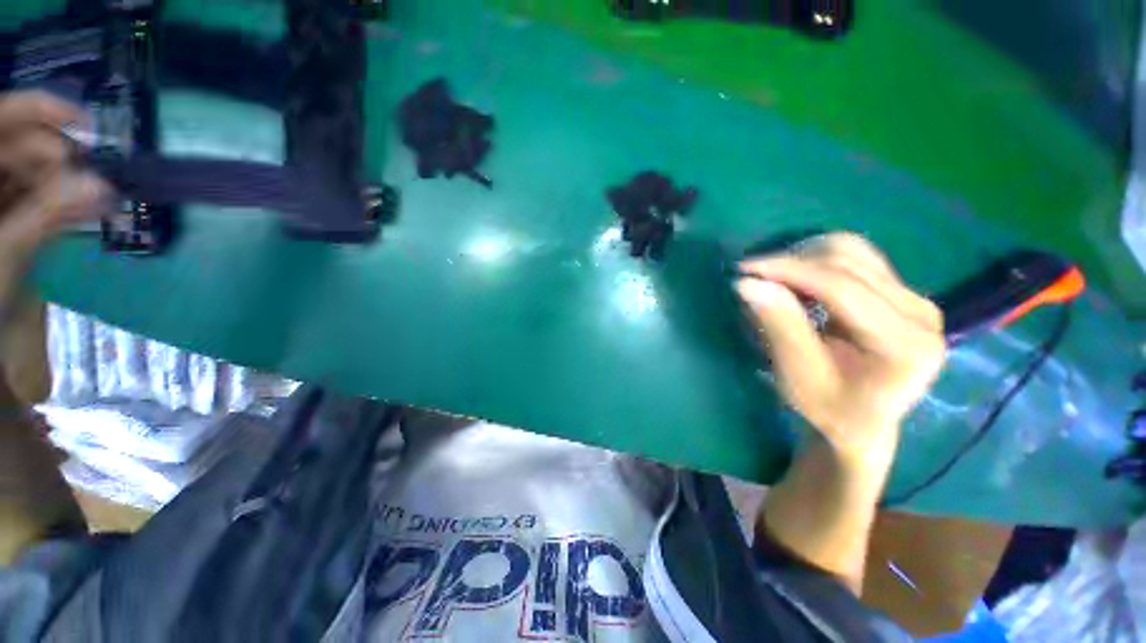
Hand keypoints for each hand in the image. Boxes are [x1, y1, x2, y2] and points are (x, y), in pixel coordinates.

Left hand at [0, 92, 107, 326]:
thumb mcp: (7, 251)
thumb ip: (50, 214)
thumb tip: (105, 187)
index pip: (3, 115)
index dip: (44, 110)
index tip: (89, 124)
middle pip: (20, 144)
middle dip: (60, 159)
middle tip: (96, 182)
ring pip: (30, 171)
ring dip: (65, 182)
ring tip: (97, 199)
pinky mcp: (7, 213)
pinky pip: (34, 194)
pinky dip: (59, 200)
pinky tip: (83, 208)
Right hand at [737, 233, 945, 461]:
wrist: (861, 422)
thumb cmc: (829, 409)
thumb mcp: (798, 376)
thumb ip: (779, 326)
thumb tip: (748, 283)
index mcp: (905, 344)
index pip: (842, 287)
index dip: (789, 271)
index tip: (744, 270)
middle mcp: (921, 313)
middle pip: (849, 261)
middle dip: (792, 263)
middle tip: (754, 279)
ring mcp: (915, 299)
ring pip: (853, 251)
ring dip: (804, 259)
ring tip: (774, 281)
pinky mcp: (902, 293)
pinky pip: (856, 258)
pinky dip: (817, 263)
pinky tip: (798, 281)